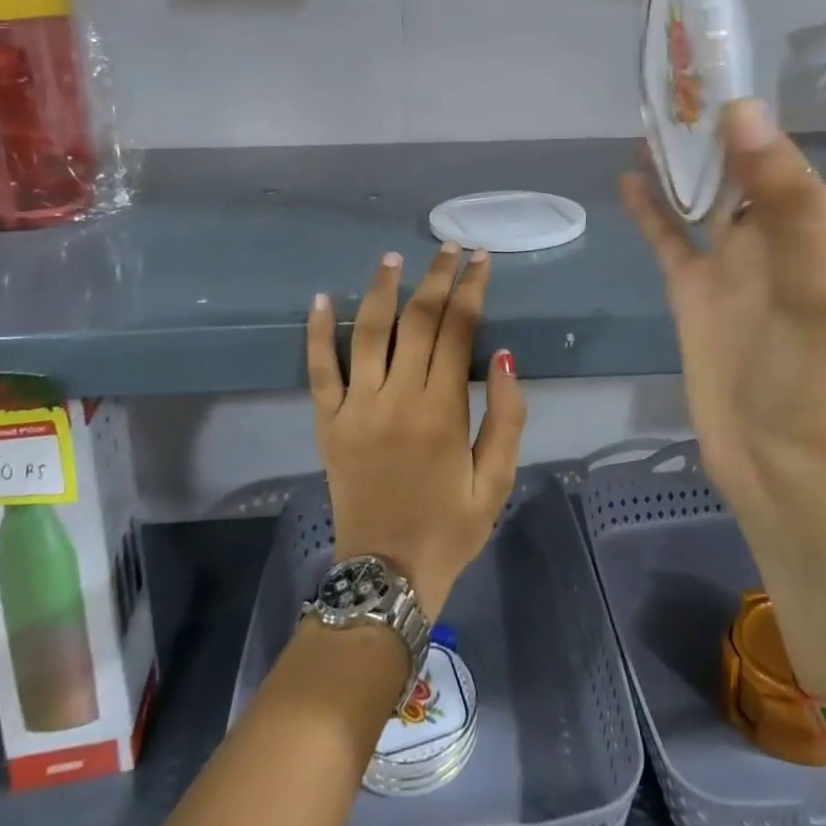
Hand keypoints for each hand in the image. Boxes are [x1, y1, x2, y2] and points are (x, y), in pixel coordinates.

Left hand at [307, 245, 527, 615]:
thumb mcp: (497, 481)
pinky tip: (320, 298)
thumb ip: (508, 416)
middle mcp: (396, 398)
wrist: (385, 578)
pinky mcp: (328, 423)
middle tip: (450, 247)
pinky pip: (319, 370)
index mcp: (441, 410)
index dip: (471, 289)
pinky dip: (317, 332)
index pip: (458, 330)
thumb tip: (507, 355)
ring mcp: (356, 408)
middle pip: (417, 320)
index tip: (480, 260)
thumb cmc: (450, 529)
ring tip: (393, 258)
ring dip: (381, 290)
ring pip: (368, 333)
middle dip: (437, 278)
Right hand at [621, 99, 825, 526]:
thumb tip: (741, 108)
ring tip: (643, 116)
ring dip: (676, 160)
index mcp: (812, 222)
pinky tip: (627, 178)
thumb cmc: (806, 374)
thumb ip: (782, 196)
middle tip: (661, 77)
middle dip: (703, 124)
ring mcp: (729, 263)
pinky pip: (669, 237)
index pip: (776, 147)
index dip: (741, 106)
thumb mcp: (809, 280)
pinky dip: (651, 209)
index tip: (700, 60)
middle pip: (734, 165)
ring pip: (699, 196)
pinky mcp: (693, 291)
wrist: (780, 464)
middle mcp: (772, 234)